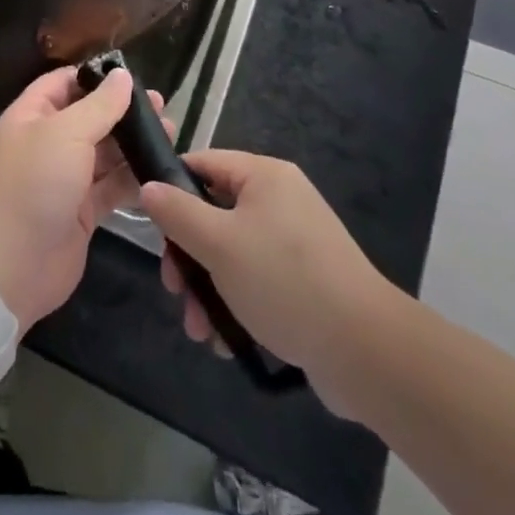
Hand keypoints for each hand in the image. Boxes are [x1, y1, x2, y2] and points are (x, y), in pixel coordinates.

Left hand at [0, 66, 165, 331]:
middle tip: (161, 107)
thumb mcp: (66, 133)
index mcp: (33, 116)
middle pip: (89, 117)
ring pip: (104, 153)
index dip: (95, 76)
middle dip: (123, 111)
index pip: (64, 83)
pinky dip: (133, 178)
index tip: (132, 76)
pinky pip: (112, 187)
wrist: (11, 265)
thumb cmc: (34, 184)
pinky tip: (160, 170)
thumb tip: (122, 75)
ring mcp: (66, 179)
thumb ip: (99, 105)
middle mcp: (48, 143)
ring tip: (169, 134)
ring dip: (133, 144)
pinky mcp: (82, 211)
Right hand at [138, 151, 397, 420]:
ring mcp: (295, 241)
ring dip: (207, 288)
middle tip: (174, 290)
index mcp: (264, 175)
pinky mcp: (306, 280)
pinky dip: (236, 304)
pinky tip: (226, 340)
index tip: (152, 228)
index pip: (203, 163)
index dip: (171, 189)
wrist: (365, 351)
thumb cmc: (284, 281)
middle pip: (214, 214)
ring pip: (232, 253)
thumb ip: (177, 213)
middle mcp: (280, 200)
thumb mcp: (218, 243)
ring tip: (199, 331)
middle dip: (189, 256)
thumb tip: (148, 186)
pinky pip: (257, 279)